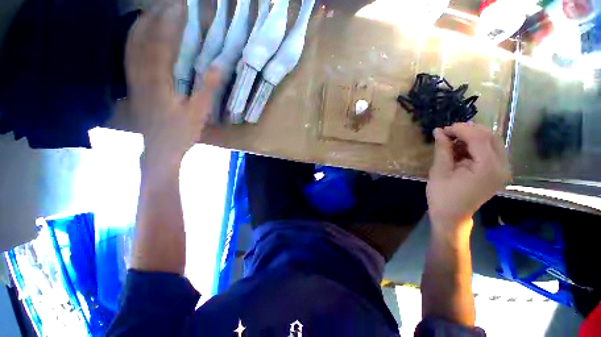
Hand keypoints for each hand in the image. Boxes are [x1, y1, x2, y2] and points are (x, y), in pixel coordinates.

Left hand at [125, 0, 219, 163]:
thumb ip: (208, 88)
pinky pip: (128, 58)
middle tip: (164, 3)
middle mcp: (141, 75)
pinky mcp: (133, 87)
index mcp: (159, 81)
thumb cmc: (181, 133)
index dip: (169, 22)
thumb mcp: (199, 112)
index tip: (179, 6)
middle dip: (153, 18)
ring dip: (139, 26)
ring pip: (131, 46)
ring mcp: (134, 81)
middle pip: (142, 39)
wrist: (159, 150)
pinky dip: (131, 42)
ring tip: (149, 12)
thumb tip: (218, 65)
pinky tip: (136, 36)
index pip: (161, 42)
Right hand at [427, 123, 510, 233]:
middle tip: (448, 134)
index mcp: (487, 168)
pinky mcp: (499, 172)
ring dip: (472, 137)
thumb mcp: (439, 171)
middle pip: (490, 136)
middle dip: (468, 131)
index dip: (461, 129)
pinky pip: (491, 150)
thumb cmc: (442, 196)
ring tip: (453, 142)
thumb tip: (438, 130)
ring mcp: (503, 170)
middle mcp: (502, 167)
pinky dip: (476, 146)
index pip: (479, 137)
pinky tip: (461, 150)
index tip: (443, 129)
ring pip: (492, 141)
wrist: (452, 216)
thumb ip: (442, 149)